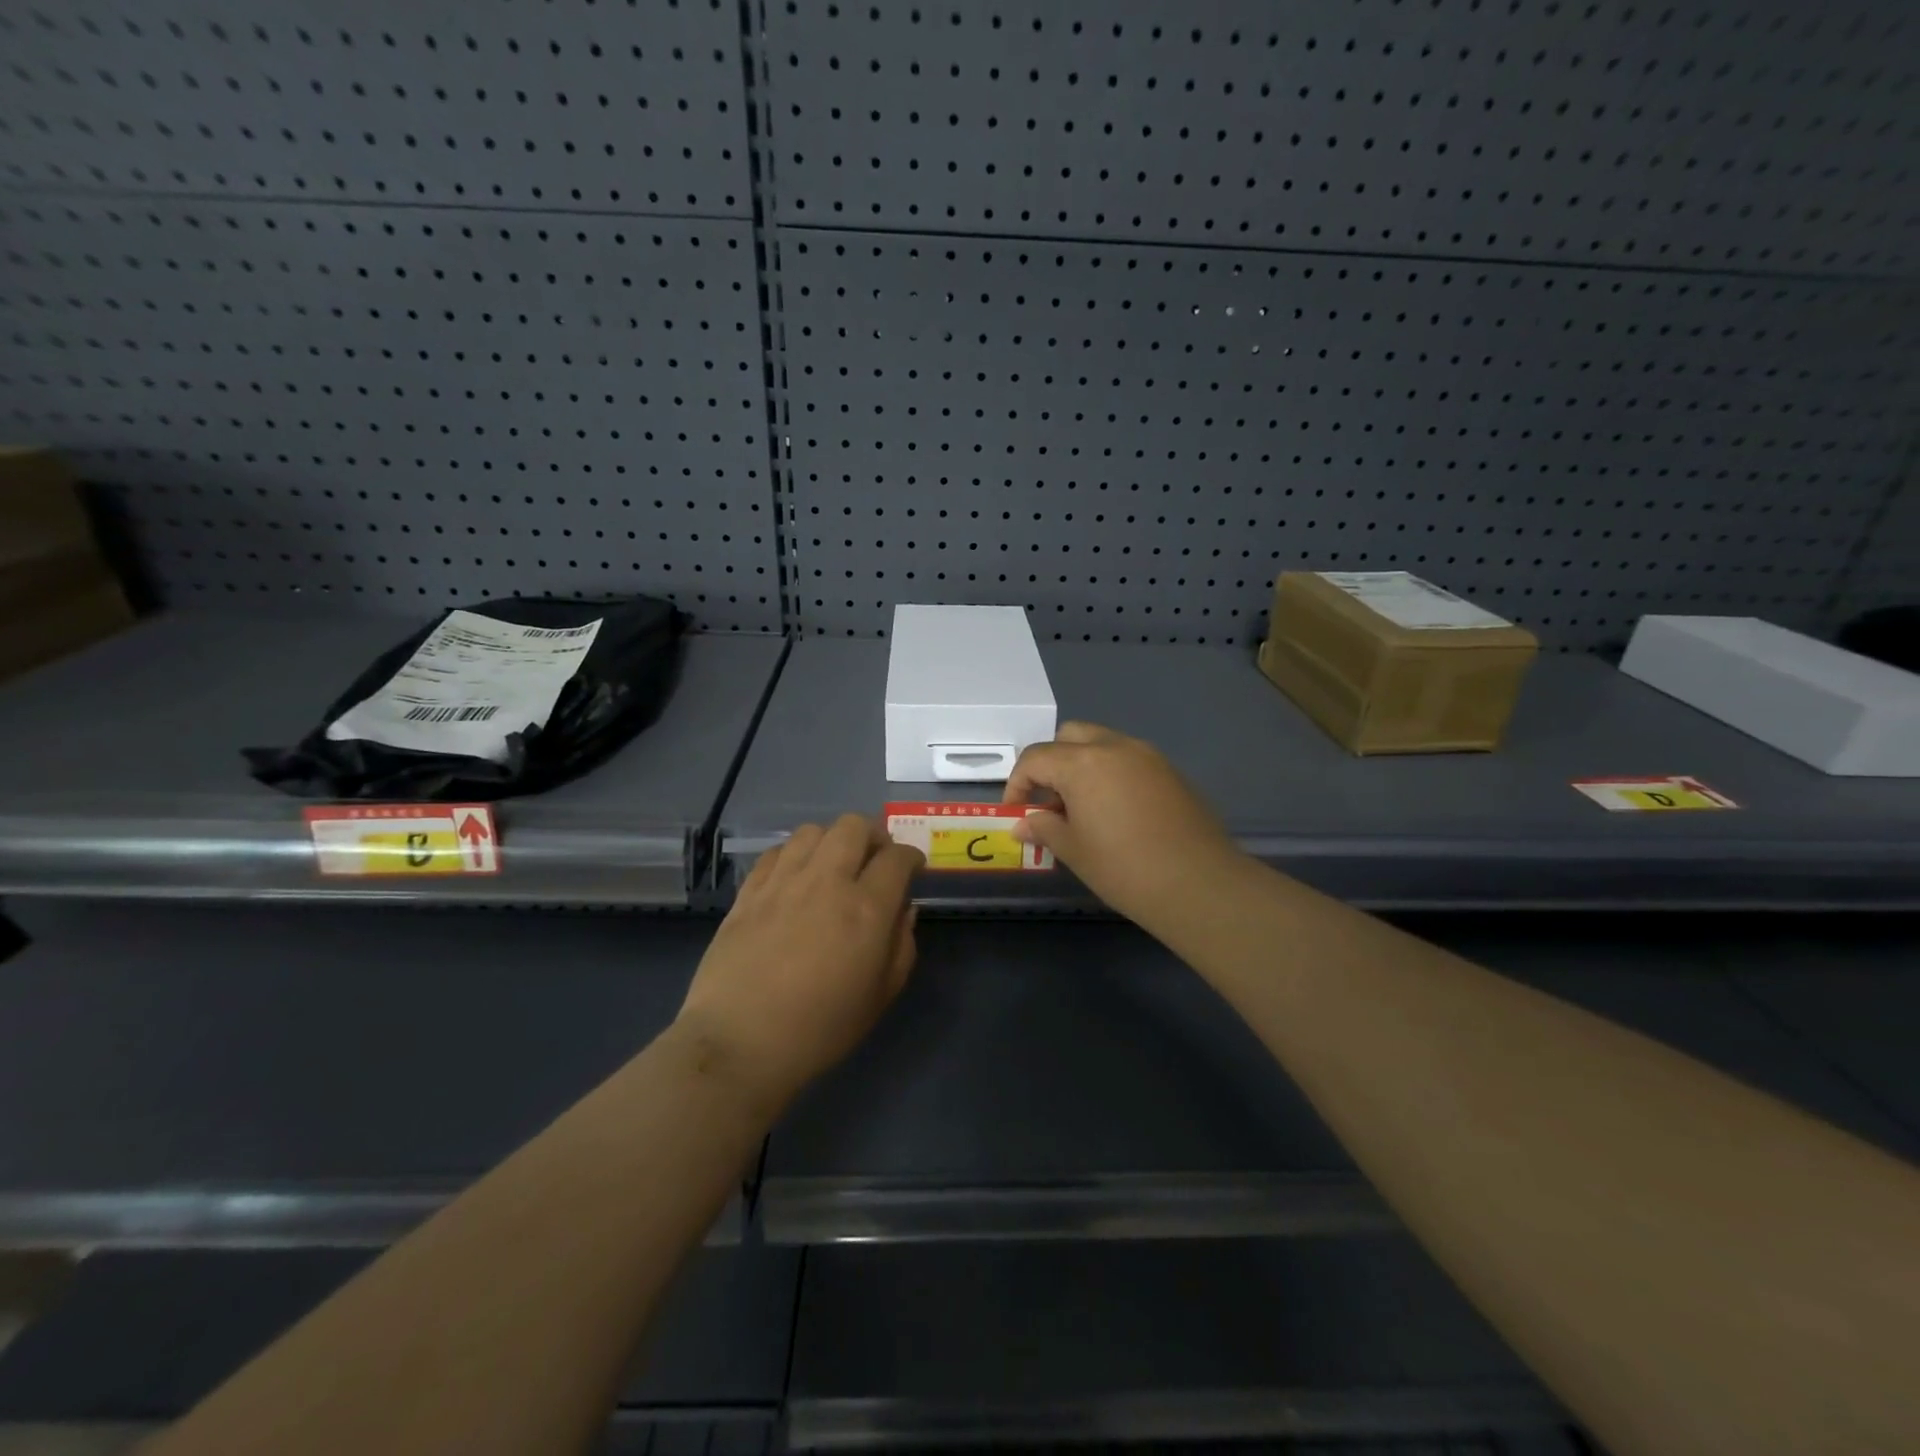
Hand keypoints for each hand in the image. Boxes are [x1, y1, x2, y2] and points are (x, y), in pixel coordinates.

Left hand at [674, 814, 923, 1112]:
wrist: (740, 1043)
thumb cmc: (820, 1029)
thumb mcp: (880, 996)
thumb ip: (902, 946)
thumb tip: (904, 909)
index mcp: (866, 909)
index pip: (897, 857)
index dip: (911, 856)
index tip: (912, 868)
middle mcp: (826, 882)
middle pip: (854, 826)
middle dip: (873, 835)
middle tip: (875, 859)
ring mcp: (783, 882)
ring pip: (813, 831)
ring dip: (832, 840)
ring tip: (834, 864)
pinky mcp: (749, 891)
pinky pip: (777, 851)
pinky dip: (795, 855)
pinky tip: (796, 877)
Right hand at [1002, 722, 1242, 925]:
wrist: (1199, 884)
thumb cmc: (1124, 868)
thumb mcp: (1074, 850)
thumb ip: (1044, 828)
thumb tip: (1023, 824)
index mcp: (1083, 763)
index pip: (1035, 759)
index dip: (1017, 784)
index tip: (1017, 813)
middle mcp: (1114, 747)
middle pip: (1069, 737)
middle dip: (1051, 763)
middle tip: (1049, 801)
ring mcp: (1147, 755)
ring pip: (1101, 743)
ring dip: (1082, 765)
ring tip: (1082, 808)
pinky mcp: (1170, 771)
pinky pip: (1129, 759)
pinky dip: (1111, 773)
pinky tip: (1116, 812)